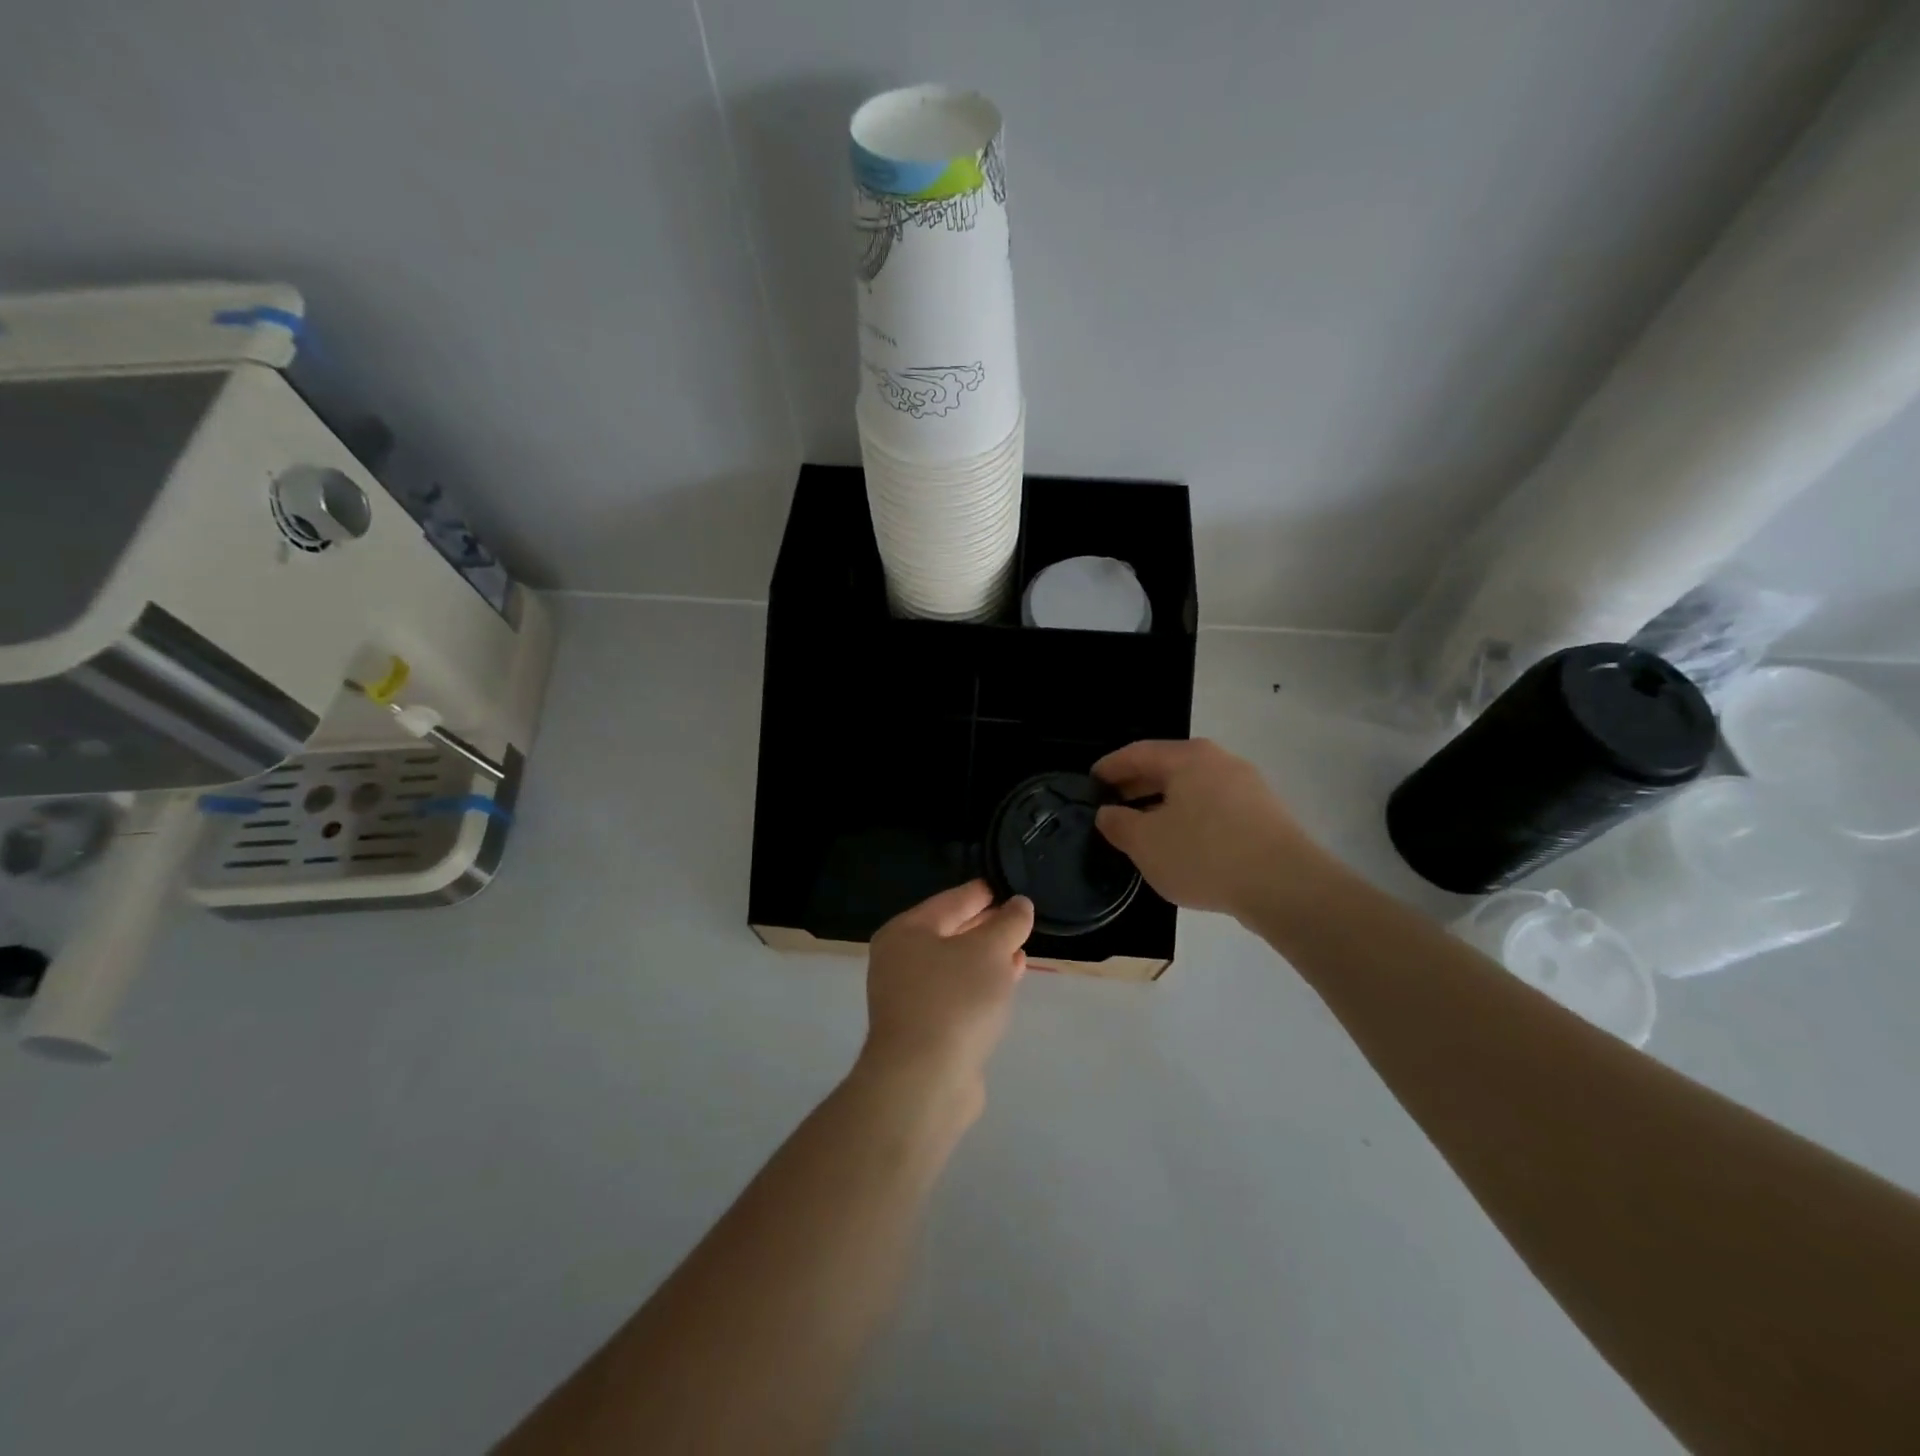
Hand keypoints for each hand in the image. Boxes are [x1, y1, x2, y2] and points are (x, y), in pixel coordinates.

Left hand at [861, 881, 1033, 1100]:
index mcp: (906, 931)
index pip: (951, 900)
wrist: (924, 1080)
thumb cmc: (954, 1000)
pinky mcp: (924, 1028)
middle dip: (986, 926)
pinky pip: (958, 993)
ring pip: (956, 966)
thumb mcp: (989, 950)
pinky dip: (982, 984)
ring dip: (988, 958)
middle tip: (1020, 919)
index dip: (982, 893)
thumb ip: (1008, 923)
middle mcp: (900, 960)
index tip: (1008, 887)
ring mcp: (909, 997)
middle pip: (951, 932)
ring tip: (1020, 950)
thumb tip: (1019, 904)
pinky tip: (1008, 982)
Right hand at [1093, 738, 1322, 918]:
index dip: (1109, 767)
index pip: (1137, 753)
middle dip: (1137, 786)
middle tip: (1112, 805)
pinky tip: (1182, 845)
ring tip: (1143, 829)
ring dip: (1164, 804)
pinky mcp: (1265, 815)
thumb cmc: (1204, 854)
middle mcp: (1220, 761)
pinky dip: (1190, 818)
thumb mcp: (1146, 843)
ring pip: (1193, 789)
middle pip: (1168, 768)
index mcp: (1188, 758)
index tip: (1090, 782)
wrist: (1285, 886)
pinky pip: (1215, 808)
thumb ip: (1119, 824)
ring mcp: (1247, 787)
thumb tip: (1107, 813)